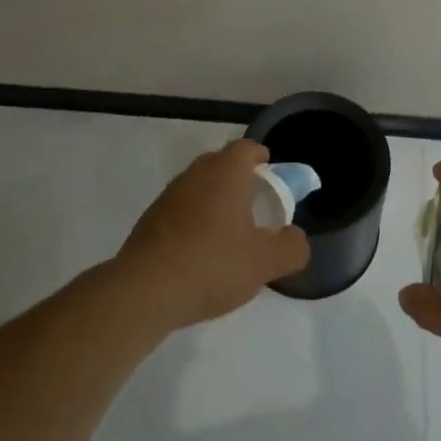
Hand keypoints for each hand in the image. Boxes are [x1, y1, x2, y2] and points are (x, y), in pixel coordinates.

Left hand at [116, 140, 310, 329]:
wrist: (144, 292)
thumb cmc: (212, 264)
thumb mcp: (266, 262)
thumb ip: (291, 247)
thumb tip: (295, 239)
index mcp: (225, 172)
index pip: (246, 148)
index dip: (260, 157)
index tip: (271, 173)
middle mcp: (195, 175)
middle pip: (220, 164)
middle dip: (238, 179)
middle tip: (254, 204)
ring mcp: (167, 198)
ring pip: (198, 188)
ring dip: (214, 202)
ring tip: (228, 233)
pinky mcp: (148, 223)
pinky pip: (179, 212)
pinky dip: (193, 223)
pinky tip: (200, 254)